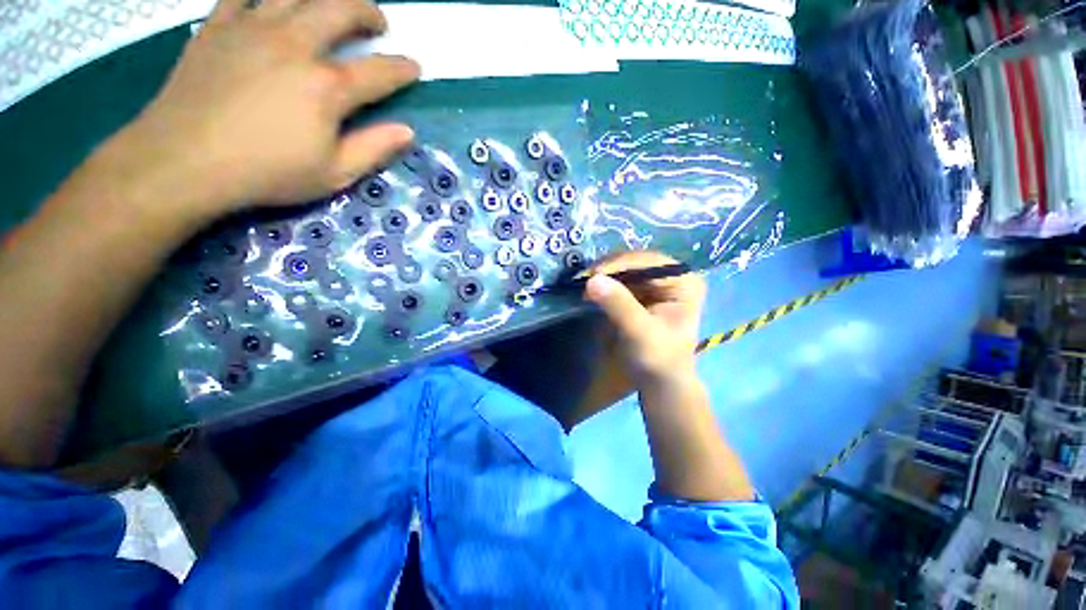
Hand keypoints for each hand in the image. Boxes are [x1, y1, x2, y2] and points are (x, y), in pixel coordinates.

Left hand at [104, 0, 418, 220]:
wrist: (183, 161)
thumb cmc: (266, 173)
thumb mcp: (334, 174)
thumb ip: (374, 149)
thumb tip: (407, 131)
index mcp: (326, 87)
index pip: (379, 71)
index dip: (402, 69)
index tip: (414, 67)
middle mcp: (294, 45)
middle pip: (340, 8)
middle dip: (368, 12)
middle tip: (377, 24)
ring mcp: (252, 28)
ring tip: (333, 5)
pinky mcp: (218, 26)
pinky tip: (273, 4)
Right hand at [584, 251, 705, 385]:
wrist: (659, 383)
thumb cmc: (658, 360)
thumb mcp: (640, 333)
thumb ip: (619, 305)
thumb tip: (593, 279)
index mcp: (683, 282)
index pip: (648, 261)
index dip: (619, 264)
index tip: (592, 275)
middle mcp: (671, 276)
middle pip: (635, 262)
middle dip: (608, 269)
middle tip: (582, 279)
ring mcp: (655, 283)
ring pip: (624, 269)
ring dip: (602, 276)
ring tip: (581, 283)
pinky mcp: (641, 293)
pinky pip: (619, 281)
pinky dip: (603, 284)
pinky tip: (589, 288)